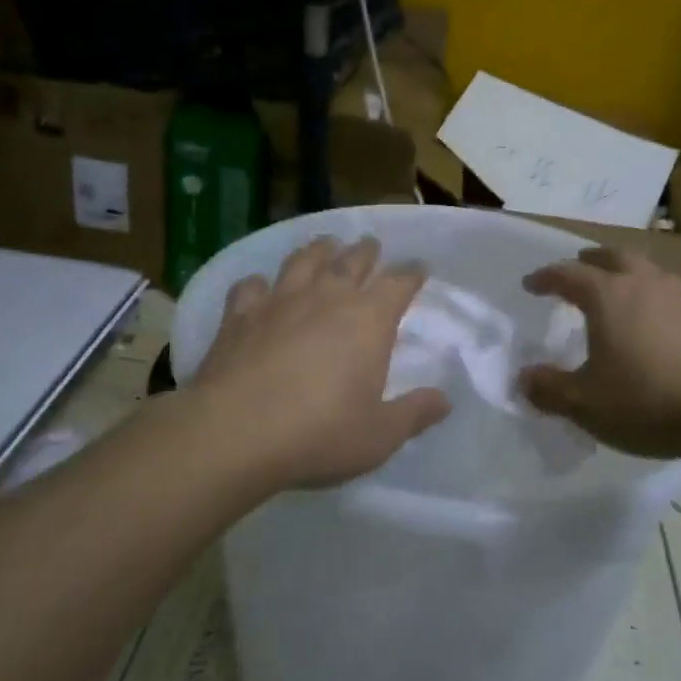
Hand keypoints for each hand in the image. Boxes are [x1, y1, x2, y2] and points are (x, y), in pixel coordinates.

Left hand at [192, 236, 450, 491]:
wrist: (236, 432)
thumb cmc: (320, 434)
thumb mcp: (380, 435)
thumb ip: (414, 413)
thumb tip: (444, 399)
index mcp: (368, 320)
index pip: (398, 284)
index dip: (412, 274)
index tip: (419, 268)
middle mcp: (326, 298)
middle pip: (350, 261)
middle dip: (365, 252)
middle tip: (371, 245)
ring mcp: (278, 302)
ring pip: (302, 261)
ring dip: (318, 250)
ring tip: (325, 244)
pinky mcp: (238, 316)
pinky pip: (251, 287)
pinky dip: (259, 283)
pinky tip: (260, 287)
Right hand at [518, 246, 680, 459]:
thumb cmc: (648, 401)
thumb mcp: (586, 404)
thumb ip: (549, 389)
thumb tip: (522, 378)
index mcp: (608, 295)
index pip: (568, 274)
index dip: (545, 277)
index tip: (531, 284)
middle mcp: (645, 282)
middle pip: (613, 257)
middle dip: (591, 260)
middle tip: (579, 268)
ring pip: (649, 270)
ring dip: (628, 274)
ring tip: (621, 292)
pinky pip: (676, 294)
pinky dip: (658, 299)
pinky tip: (662, 322)